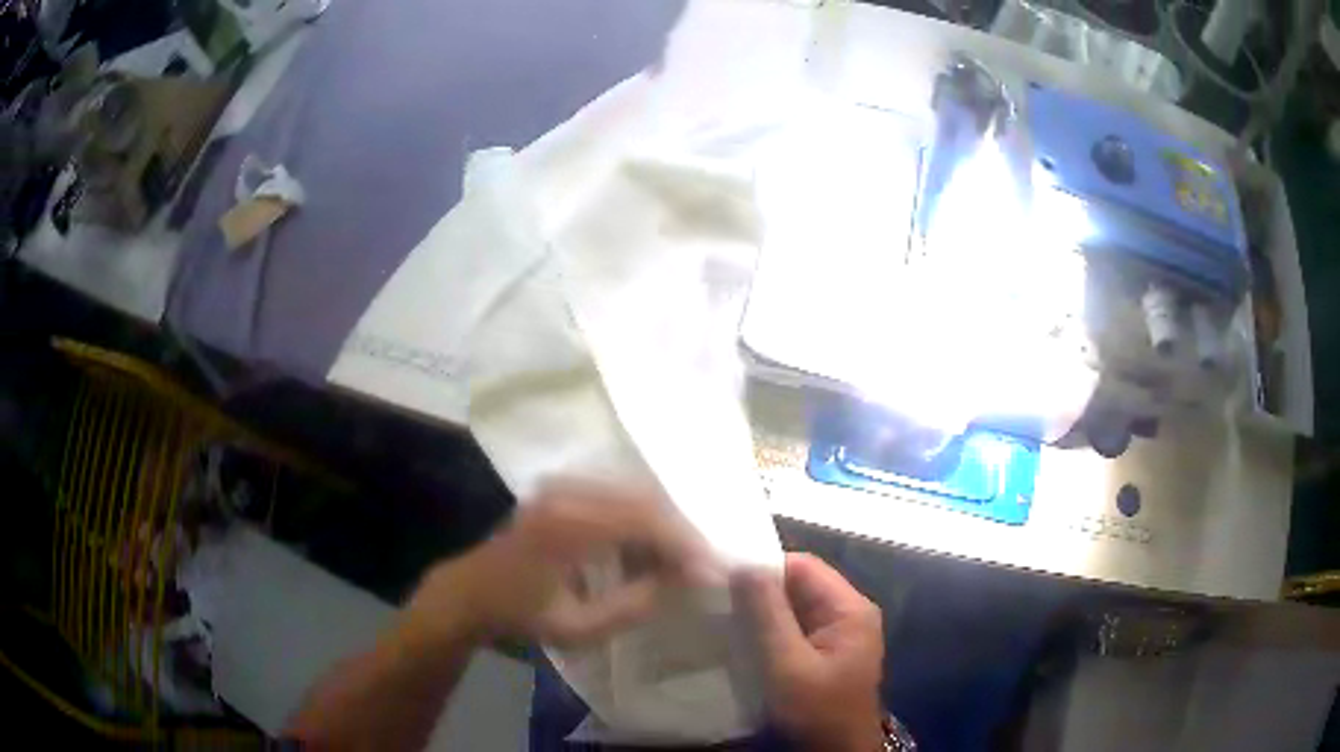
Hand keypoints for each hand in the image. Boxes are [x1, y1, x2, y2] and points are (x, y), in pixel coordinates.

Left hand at [404, 478, 715, 648]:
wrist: (472, 591)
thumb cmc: (522, 615)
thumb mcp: (579, 627)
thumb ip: (634, 605)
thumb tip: (683, 580)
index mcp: (568, 526)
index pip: (644, 520)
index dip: (684, 543)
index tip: (712, 569)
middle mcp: (568, 492)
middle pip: (644, 498)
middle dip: (679, 532)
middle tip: (701, 566)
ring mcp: (563, 484)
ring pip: (634, 493)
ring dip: (661, 526)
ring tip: (677, 563)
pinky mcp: (562, 487)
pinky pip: (616, 495)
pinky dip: (639, 521)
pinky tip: (645, 552)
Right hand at [733, 553, 885, 751]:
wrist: (837, 750)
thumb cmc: (817, 709)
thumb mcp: (788, 664)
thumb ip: (769, 615)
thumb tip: (745, 565)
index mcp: (850, 608)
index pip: (804, 566)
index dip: (765, 567)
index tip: (724, 577)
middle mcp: (849, 612)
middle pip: (801, 585)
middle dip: (761, 590)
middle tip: (718, 597)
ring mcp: (840, 632)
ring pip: (795, 606)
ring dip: (764, 610)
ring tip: (725, 614)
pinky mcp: (828, 650)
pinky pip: (796, 626)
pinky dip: (771, 628)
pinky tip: (745, 636)